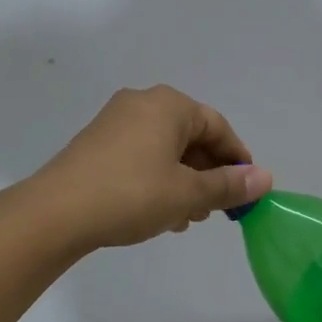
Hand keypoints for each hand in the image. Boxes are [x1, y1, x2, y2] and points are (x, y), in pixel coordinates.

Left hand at [26, 86, 272, 250]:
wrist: (55, 213)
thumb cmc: (132, 195)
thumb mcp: (187, 193)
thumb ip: (229, 185)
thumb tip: (265, 178)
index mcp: (169, 105)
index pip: (218, 127)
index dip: (237, 159)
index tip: (246, 190)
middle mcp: (142, 103)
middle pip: (191, 137)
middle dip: (208, 173)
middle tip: (215, 210)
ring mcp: (115, 122)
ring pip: (165, 149)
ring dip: (184, 181)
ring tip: (187, 217)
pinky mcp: (96, 143)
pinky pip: (141, 156)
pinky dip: (158, 179)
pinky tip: (159, 213)